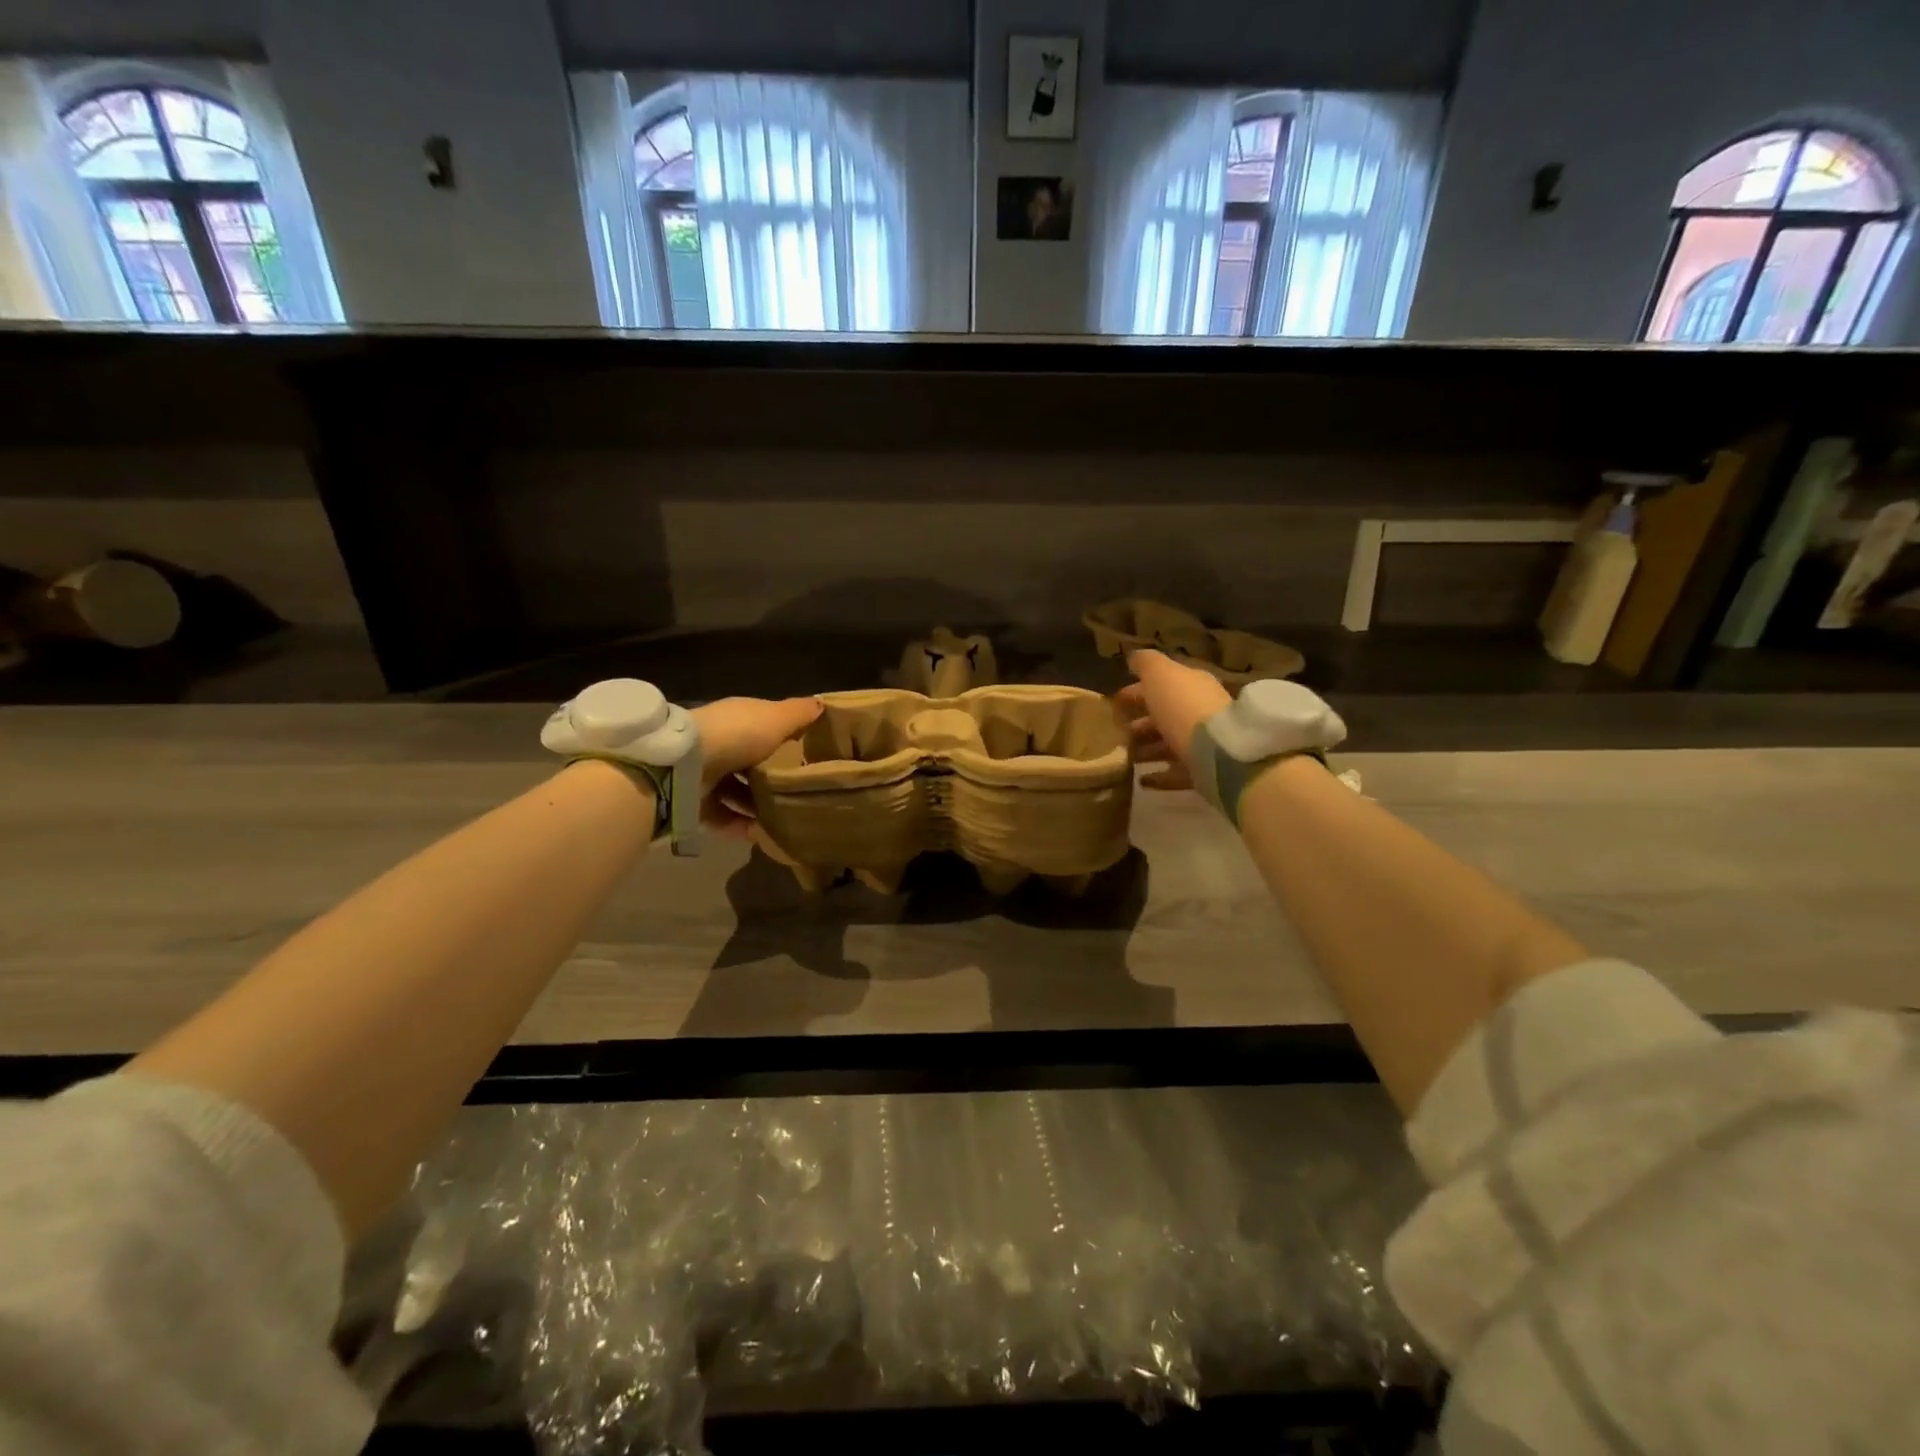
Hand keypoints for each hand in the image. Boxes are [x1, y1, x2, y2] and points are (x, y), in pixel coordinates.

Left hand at [691, 696, 822, 835]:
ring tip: (785, 818)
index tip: (810, 754)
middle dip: (773, 777)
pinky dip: (742, 826)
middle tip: (801, 792)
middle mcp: (721, 744)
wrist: (685, 764)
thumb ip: (799, 713)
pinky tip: (763, 834)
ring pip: (738, 791)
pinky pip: (724, 817)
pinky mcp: (696, 802)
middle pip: (751, 762)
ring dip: (759, 806)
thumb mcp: (777, 718)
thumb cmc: (738, 734)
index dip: (786, 738)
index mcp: (738, 718)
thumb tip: (821, 704)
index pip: (764, 727)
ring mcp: (706, 774)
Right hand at [1115, 649, 1230, 790]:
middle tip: (1115, 732)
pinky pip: (1176, 773)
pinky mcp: (1205, 772)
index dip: (1137, 691)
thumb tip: (1135, 657)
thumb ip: (1146, 663)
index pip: (1162, 684)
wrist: (1220, 752)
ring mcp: (1204, 743)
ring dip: (1146, 749)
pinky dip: (1159, 776)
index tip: (1114, 703)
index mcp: (1192, 685)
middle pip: (1165, 715)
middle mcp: (1200, 711)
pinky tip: (1141, 780)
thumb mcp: (1160, 675)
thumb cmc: (1184, 707)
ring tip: (1124, 757)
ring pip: (1169, 744)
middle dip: (1140, 723)